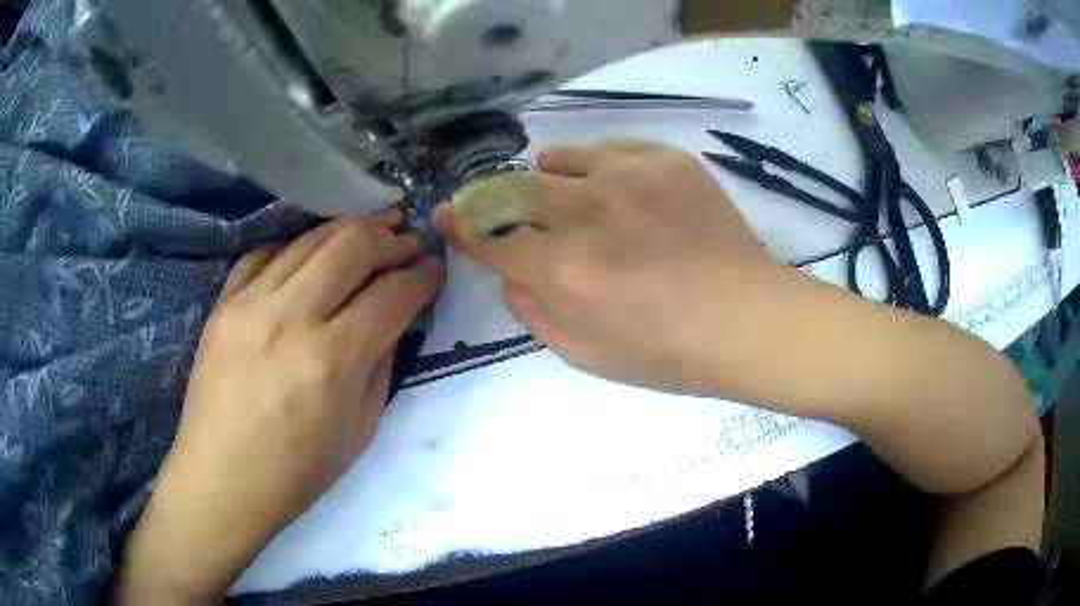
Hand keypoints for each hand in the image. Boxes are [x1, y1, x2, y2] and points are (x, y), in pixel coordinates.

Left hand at [117, 215, 443, 601]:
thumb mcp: (359, 431)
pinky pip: (267, 252)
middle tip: (406, 244)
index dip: (422, 276)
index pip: (391, 294)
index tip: (434, 269)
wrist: (220, 479)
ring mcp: (250, 303)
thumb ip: (381, 365)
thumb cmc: (295, 473)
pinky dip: (297, 246)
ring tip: (369, 237)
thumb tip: (393, 318)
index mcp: (331, 360)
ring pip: (310, 238)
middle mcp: (290, 317)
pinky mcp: (223, 302)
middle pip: (352, 245)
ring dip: (349, 232)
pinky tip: (311, 257)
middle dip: (390, 238)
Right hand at [436, 140, 780, 394]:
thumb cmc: (667, 352)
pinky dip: (594, 167)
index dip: (460, 226)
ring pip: (556, 160)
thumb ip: (533, 312)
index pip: (488, 238)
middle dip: (493, 199)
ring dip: (548, 181)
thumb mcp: (585, 357)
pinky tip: (614, 190)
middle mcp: (584, 215)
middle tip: (502, 209)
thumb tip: (509, 273)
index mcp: (561, 272)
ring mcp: (626, 177)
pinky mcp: (663, 159)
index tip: (444, 214)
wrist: (745, 318)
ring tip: (570, 201)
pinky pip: (606, 147)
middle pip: (511, 189)